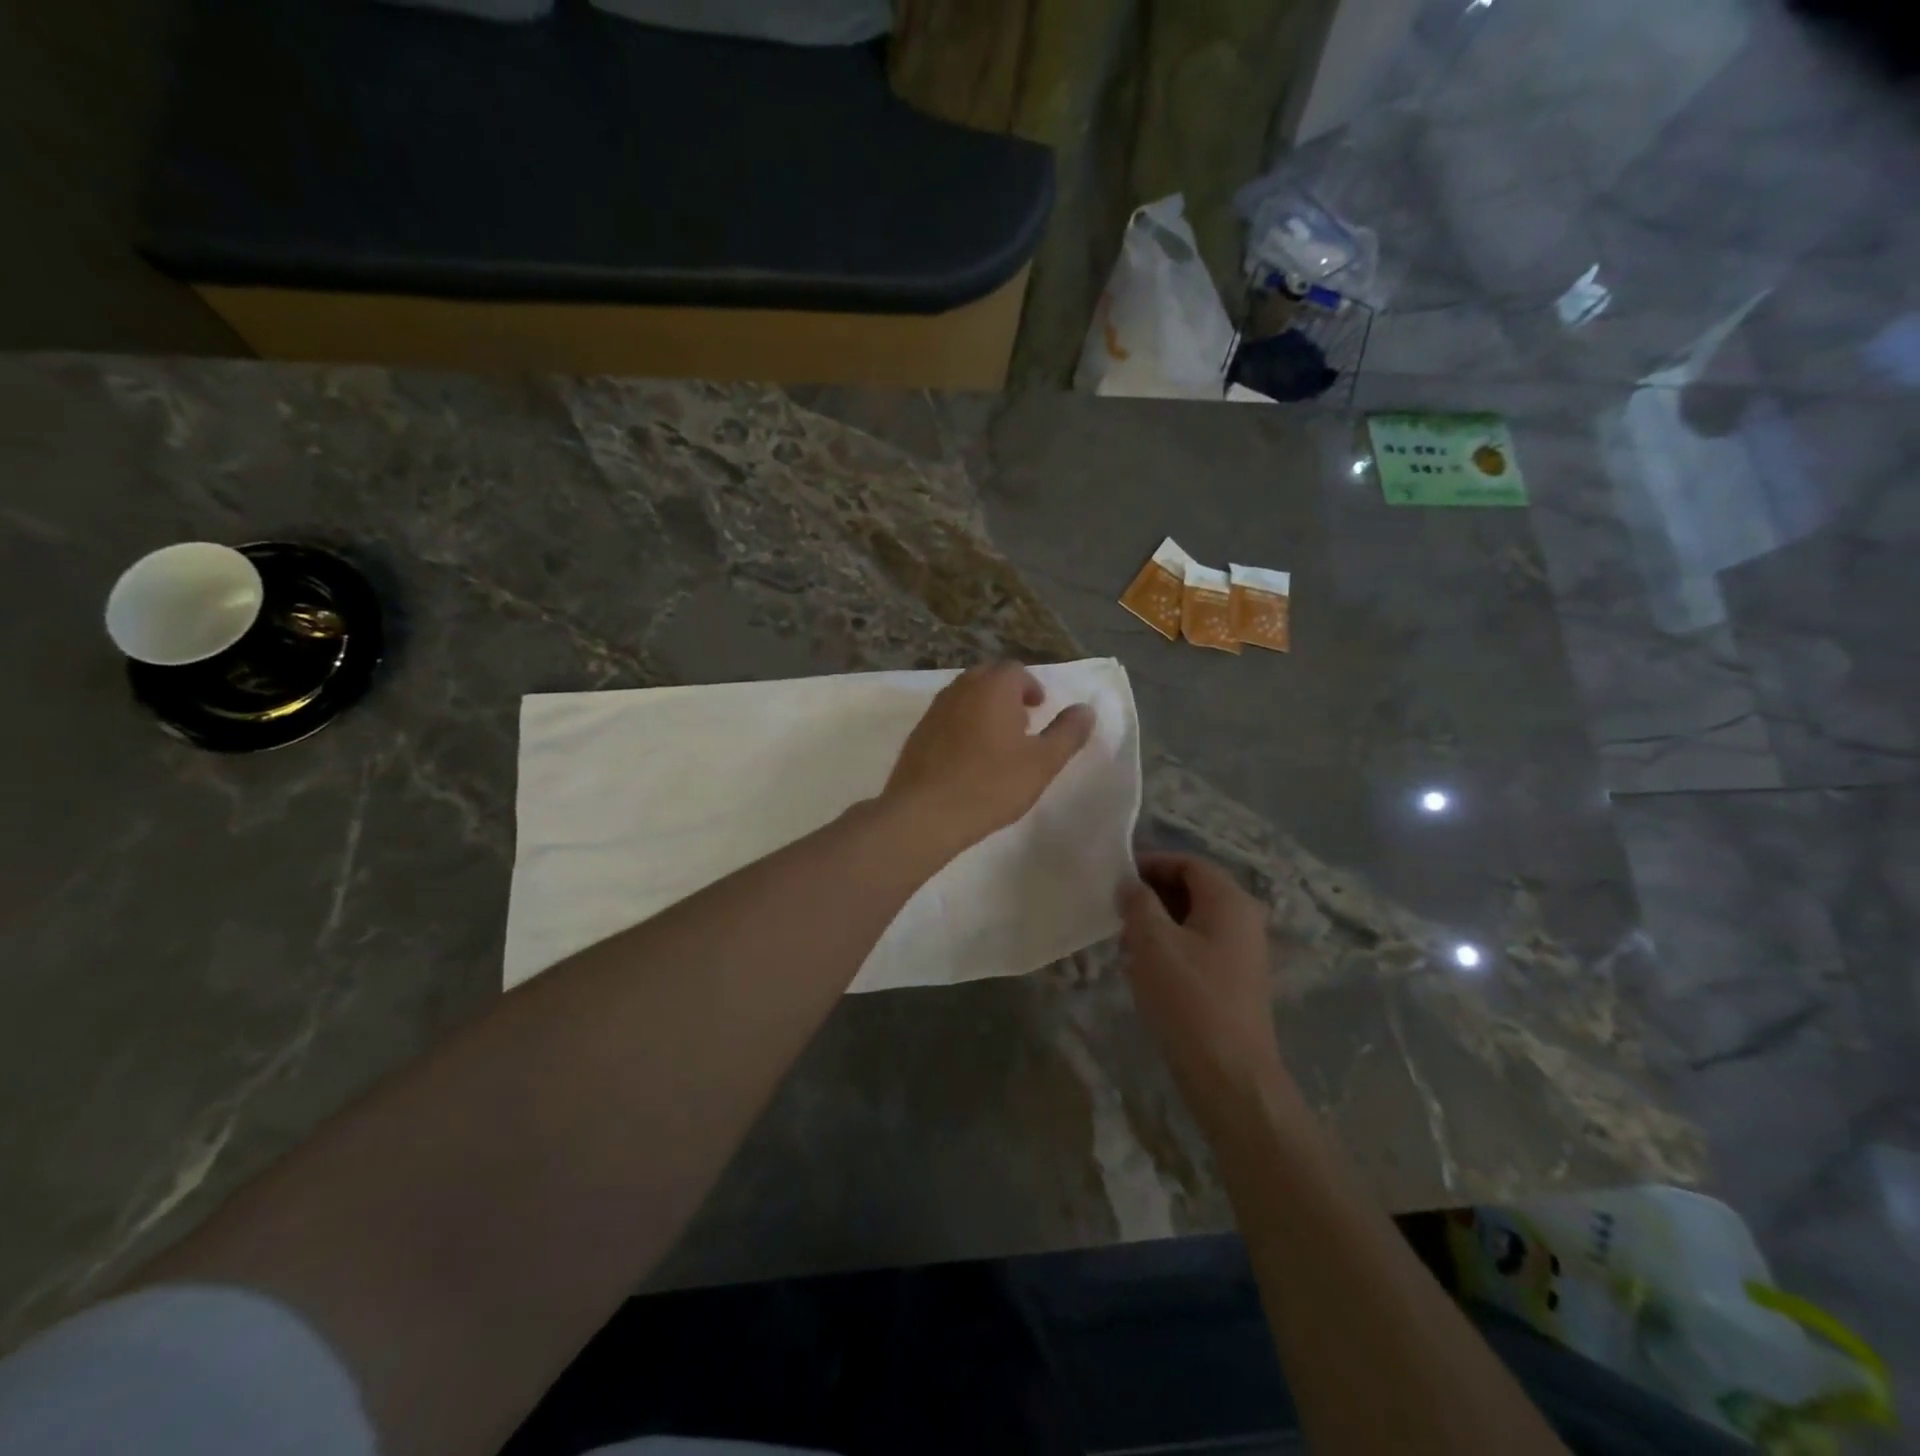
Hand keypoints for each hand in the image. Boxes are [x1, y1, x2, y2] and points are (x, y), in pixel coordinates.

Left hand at [882, 662, 1095, 854]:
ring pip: (965, 696)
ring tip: (997, 741)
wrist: (926, 812)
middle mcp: (961, 688)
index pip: (1016, 670)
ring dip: (983, 708)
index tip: (1039, 710)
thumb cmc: (991, 784)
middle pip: (988, 678)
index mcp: (993, 687)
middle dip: (1007, 693)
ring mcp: (935, 709)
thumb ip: (1067, 733)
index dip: (1031, 687)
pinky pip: (947, 717)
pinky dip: (962, 725)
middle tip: (1021, 722)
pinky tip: (968, 758)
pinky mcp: (917, 733)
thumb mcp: (1042, 762)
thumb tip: (1086, 709)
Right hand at [1120, 853, 1286, 1109]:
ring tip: (1125, 942)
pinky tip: (1144, 970)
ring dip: (1158, 923)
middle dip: (1152, 895)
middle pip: (1193, 889)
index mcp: (1230, 901)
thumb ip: (1138, 902)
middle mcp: (1244, 920)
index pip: (1189, 863)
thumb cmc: (1189, 998)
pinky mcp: (1235, 981)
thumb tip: (1131, 885)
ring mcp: (1243, 952)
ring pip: (1193, 921)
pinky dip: (1171, 948)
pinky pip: (1199, 947)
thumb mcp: (1152, 942)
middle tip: (1117, 911)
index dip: (1152, 863)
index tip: (1118, 878)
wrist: (1230, 1075)